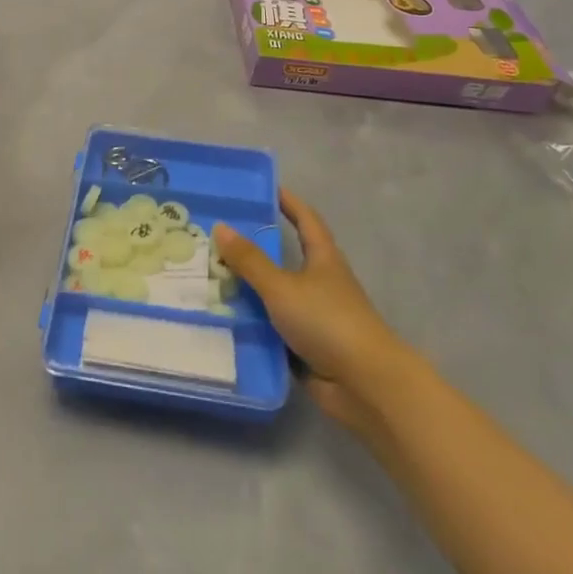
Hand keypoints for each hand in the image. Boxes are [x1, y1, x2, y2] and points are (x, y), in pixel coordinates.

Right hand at [213, 189, 409, 432]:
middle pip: (285, 258)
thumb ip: (250, 260)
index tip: (266, 189)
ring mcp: (314, 316)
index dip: (288, 202)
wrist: (364, 384)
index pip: (306, 220)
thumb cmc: (327, 321)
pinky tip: (221, 318)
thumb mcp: (282, 286)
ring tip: (208, 276)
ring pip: (275, 294)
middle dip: (255, 248)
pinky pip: (272, 327)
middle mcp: (320, 283)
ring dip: (248, 288)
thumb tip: (221, 226)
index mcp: (323, 259)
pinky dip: (251, 322)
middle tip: (217, 236)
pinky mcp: (306, 346)